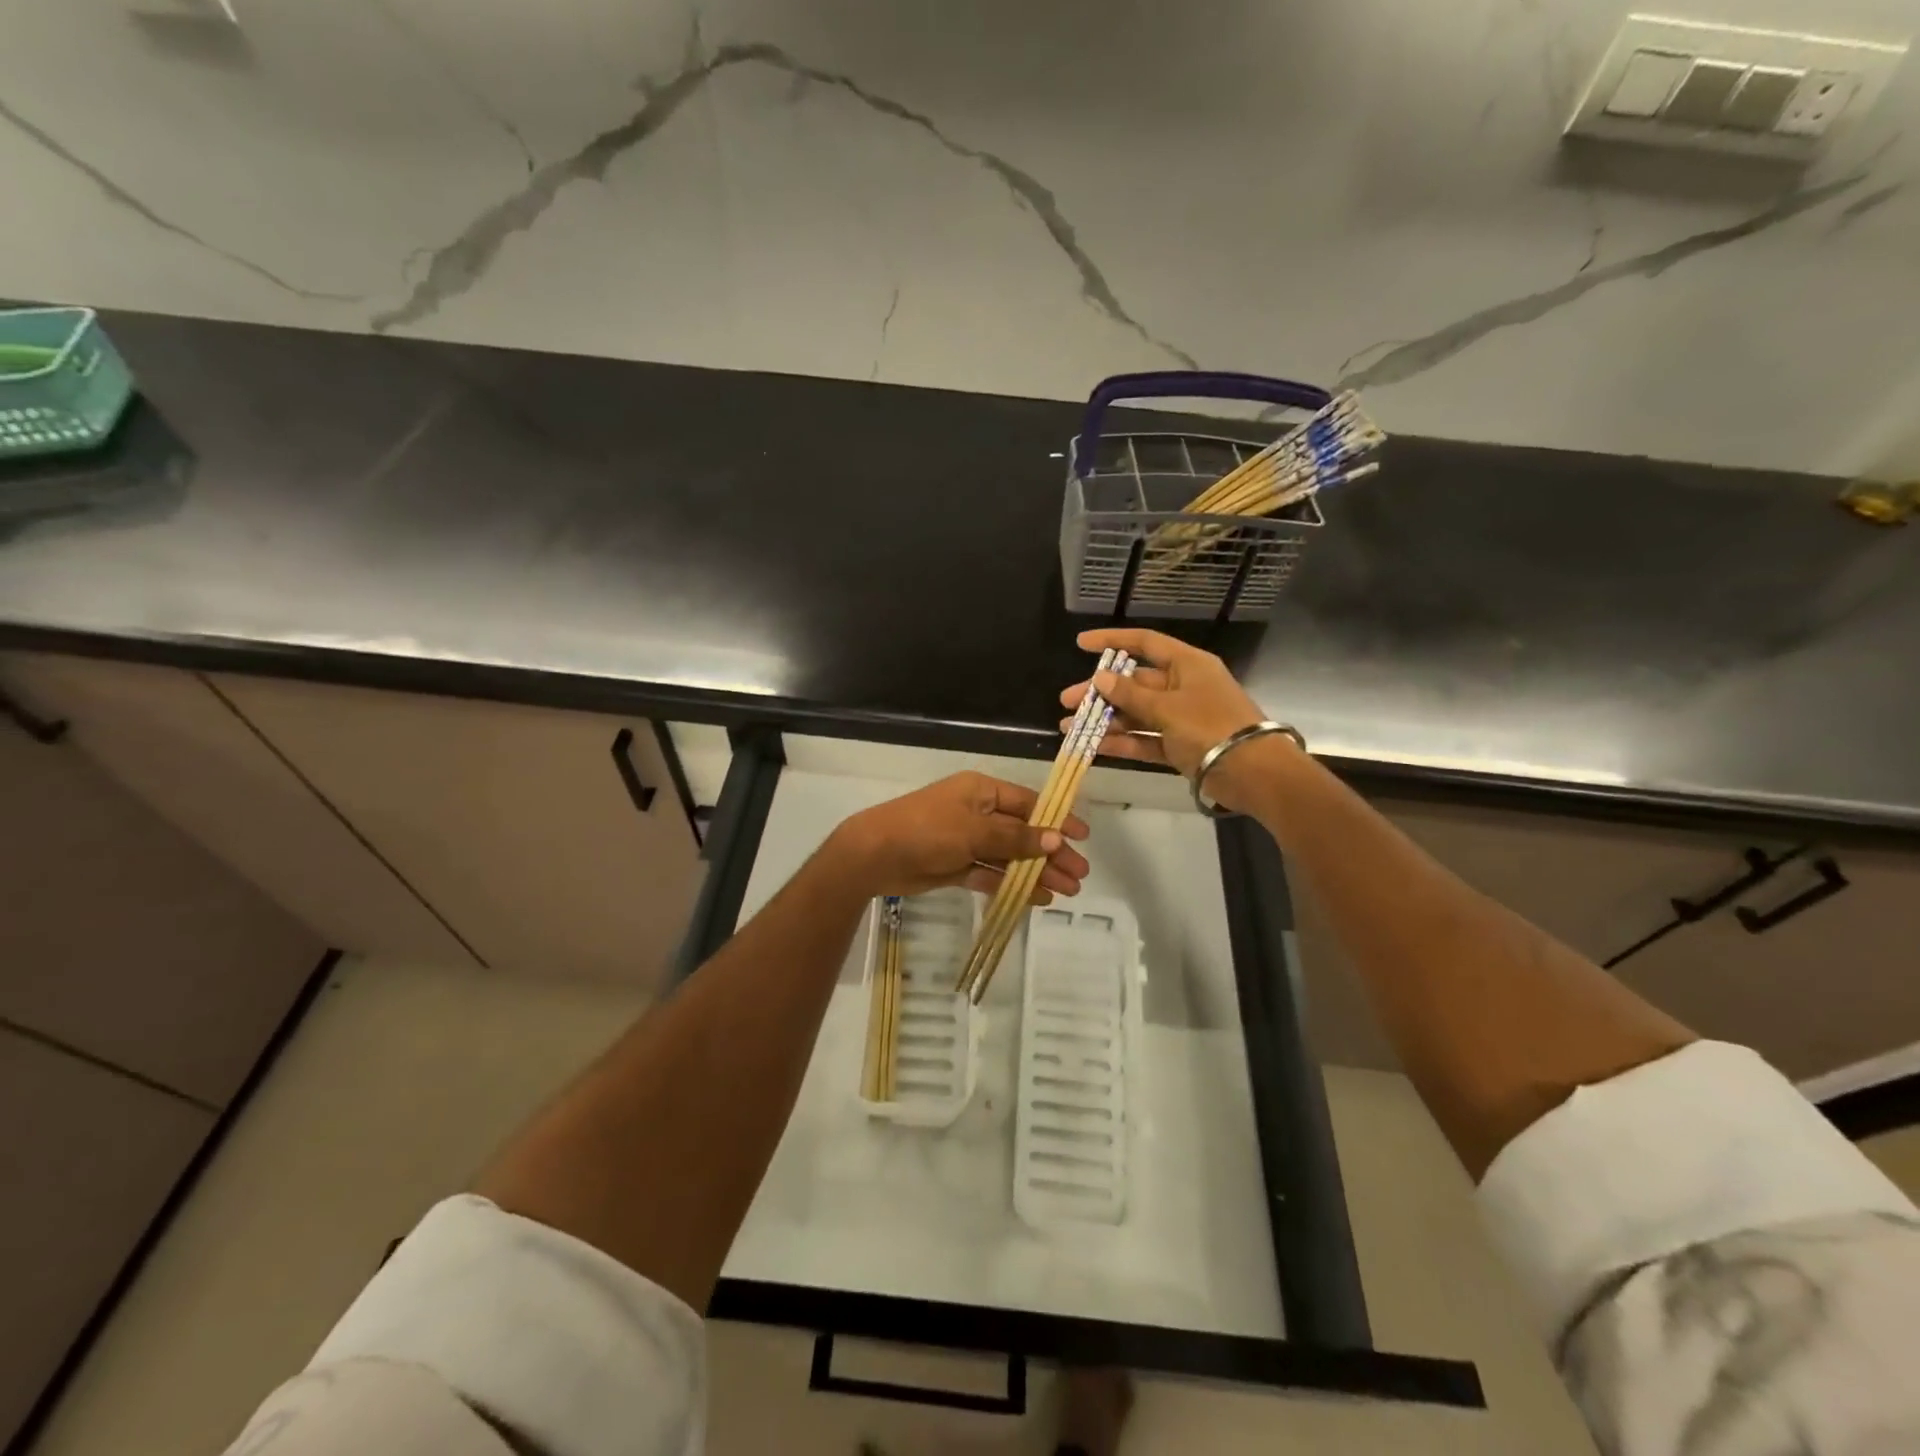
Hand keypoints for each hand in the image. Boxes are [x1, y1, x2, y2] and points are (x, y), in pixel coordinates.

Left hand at [830, 772, 1090, 904]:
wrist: (875, 854)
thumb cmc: (928, 829)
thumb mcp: (975, 830)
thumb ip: (1016, 837)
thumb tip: (1055, 839)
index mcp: (982, 791)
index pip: (1028, 803)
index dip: (1056, 819)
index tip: (1082, 837)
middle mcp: (977, 813)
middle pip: (1022, 832)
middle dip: (1051, 853)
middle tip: (1080, 874)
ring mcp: (966, 841)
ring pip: (1009, 857)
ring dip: (1036, 872)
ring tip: (1067, 891)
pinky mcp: (955, 866)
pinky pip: (990, 874)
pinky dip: (1012, 885)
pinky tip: (1037, 898)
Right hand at [1060, 629, 1285, 812]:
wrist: (1253, 773)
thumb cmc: (1211, 726)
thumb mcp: (1167, 707)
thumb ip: (1130, 695)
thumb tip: (1100, 678)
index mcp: (1187, 665)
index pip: (1145, 643)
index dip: (1112, 642)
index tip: (1081, 643)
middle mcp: (1183, 687)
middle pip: (1134, 683)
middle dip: (1100, 692)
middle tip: (1067, 700)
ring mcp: (1181, 718)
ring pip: (1136, 714)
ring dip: (1105, 720)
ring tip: (1070, 728)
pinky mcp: (1179, 746)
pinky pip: (1144, 739)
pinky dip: (1122, 742)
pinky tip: (1094, 746)